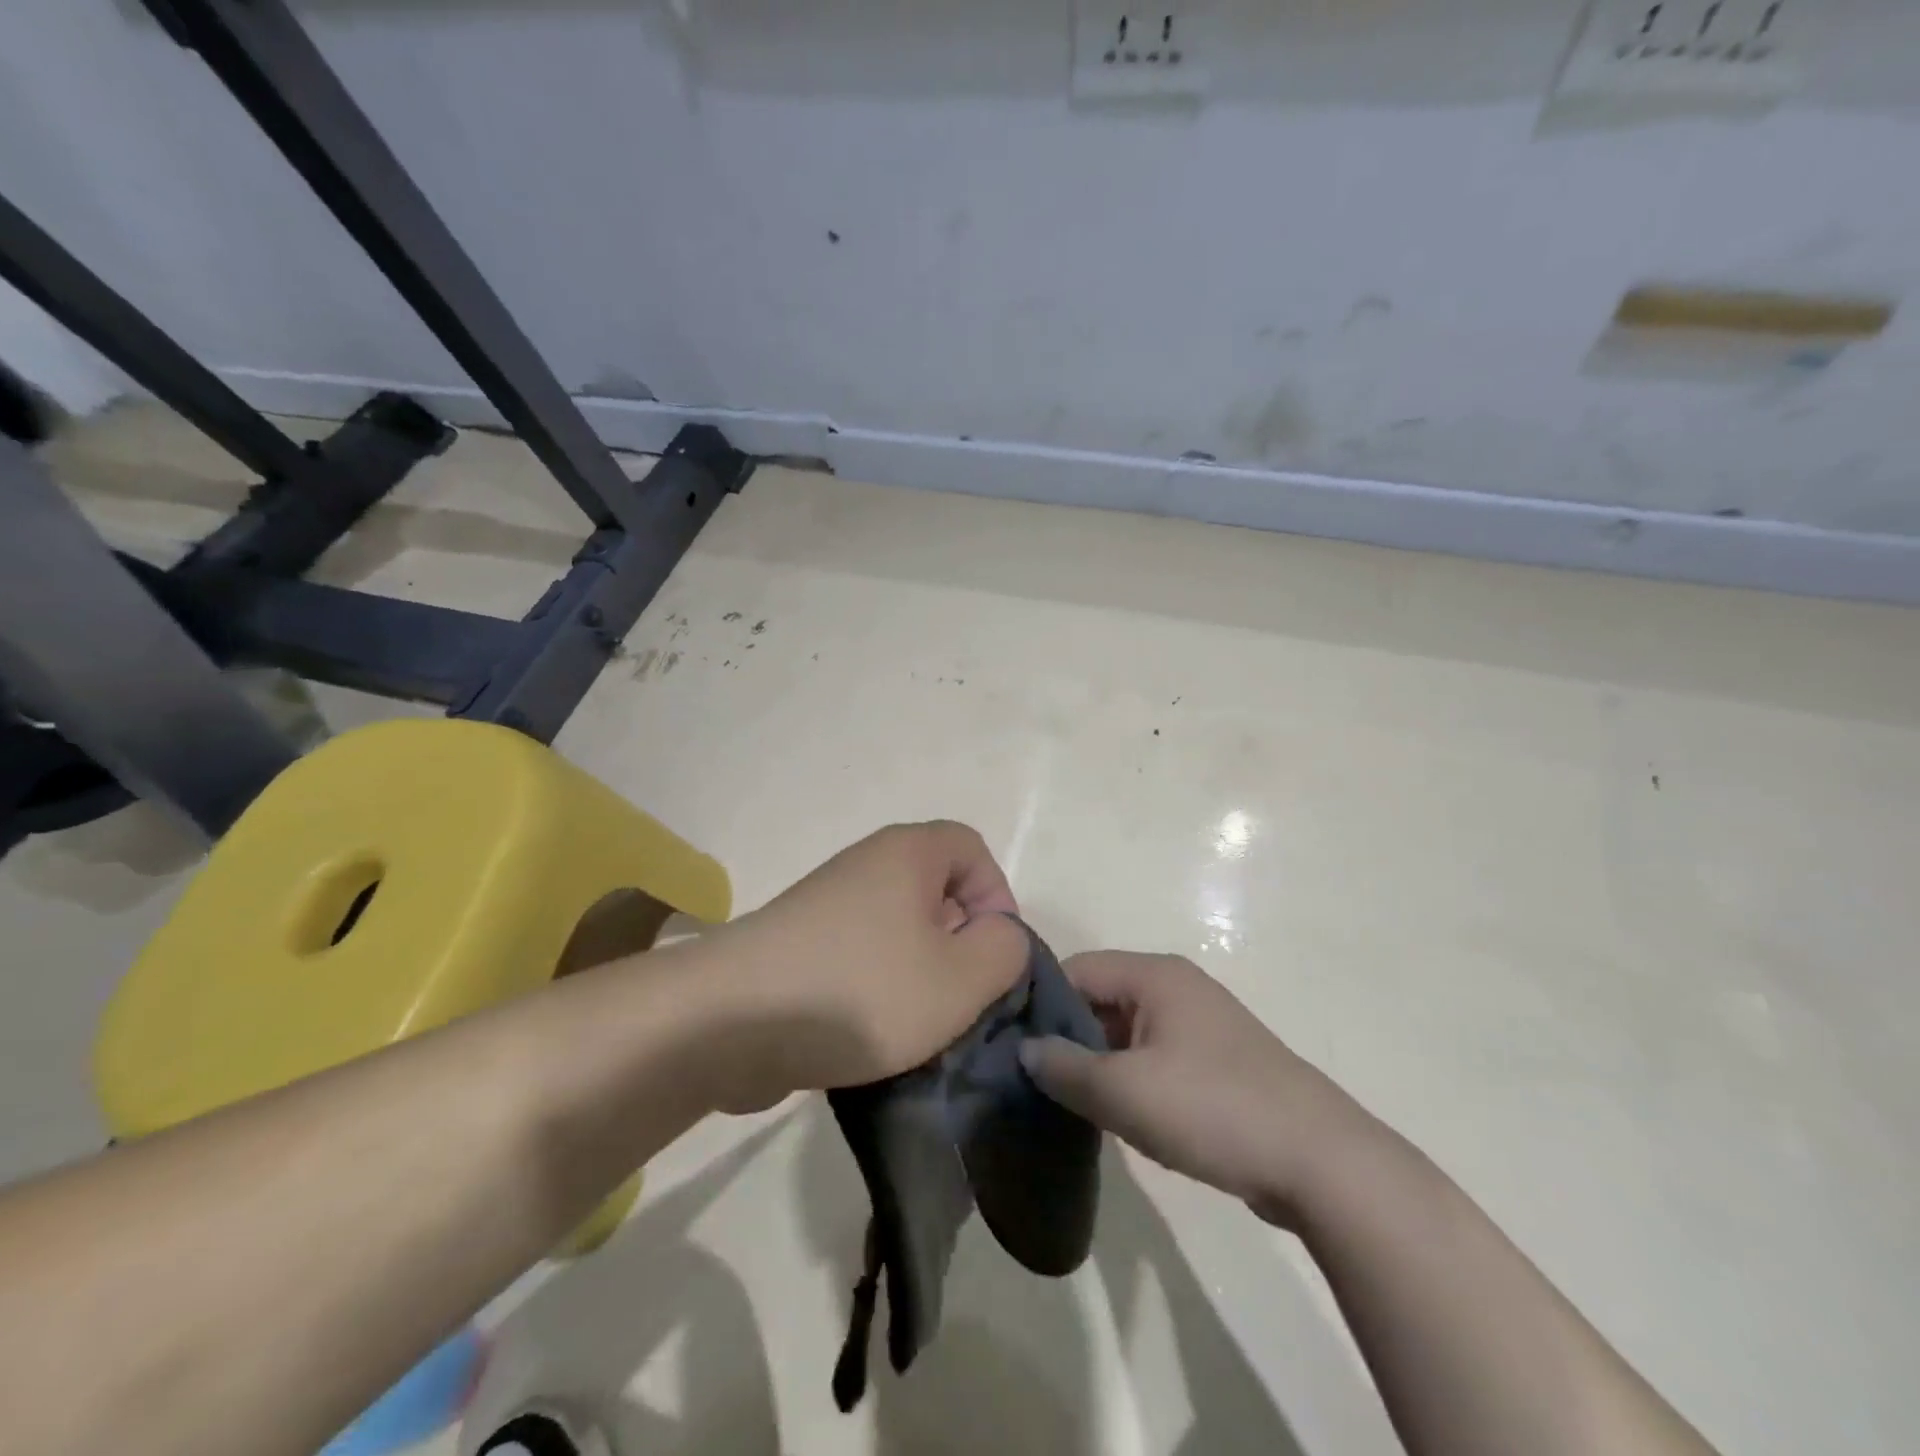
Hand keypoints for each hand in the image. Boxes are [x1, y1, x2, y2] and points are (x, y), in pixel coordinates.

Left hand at [696, 822, 1027, 1110]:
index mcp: (907, 853)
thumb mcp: (961, 978)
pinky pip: (860, 953)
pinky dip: (878, 986)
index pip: (972, 848)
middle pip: (936, 889)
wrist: (731, 1022)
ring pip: (899, 927)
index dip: (996, 896)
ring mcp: (827, 903)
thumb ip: (1005, 950)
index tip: (993, 953)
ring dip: (920, 971)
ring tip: (919, 1023)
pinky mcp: (800, 944)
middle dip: (960, 940)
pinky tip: (873, 1034)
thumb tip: (998, 936)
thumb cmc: (861, 991)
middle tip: (960, 993)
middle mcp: (866, 864)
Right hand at [1019, 952, 1360, 1220]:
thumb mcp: (1124, 1091)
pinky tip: (1113, 1114)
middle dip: (1066, 1036)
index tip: (1009, 1043)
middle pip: (1100, 998)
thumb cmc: (1213, 1108)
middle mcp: (1176, 987)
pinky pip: (1153, 1056)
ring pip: (1125, 1031)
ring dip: (1096, 1062)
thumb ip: (1065, 1067)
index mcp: (1155, 975)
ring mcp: (1199, 1024)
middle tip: (1033, 1079)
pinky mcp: (1214, 1062)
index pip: (1076, 969)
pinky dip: (1128, 1078)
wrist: (1321, 1162)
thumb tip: (1025, 1050)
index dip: (1039, 1003)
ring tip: (1065, 1100)